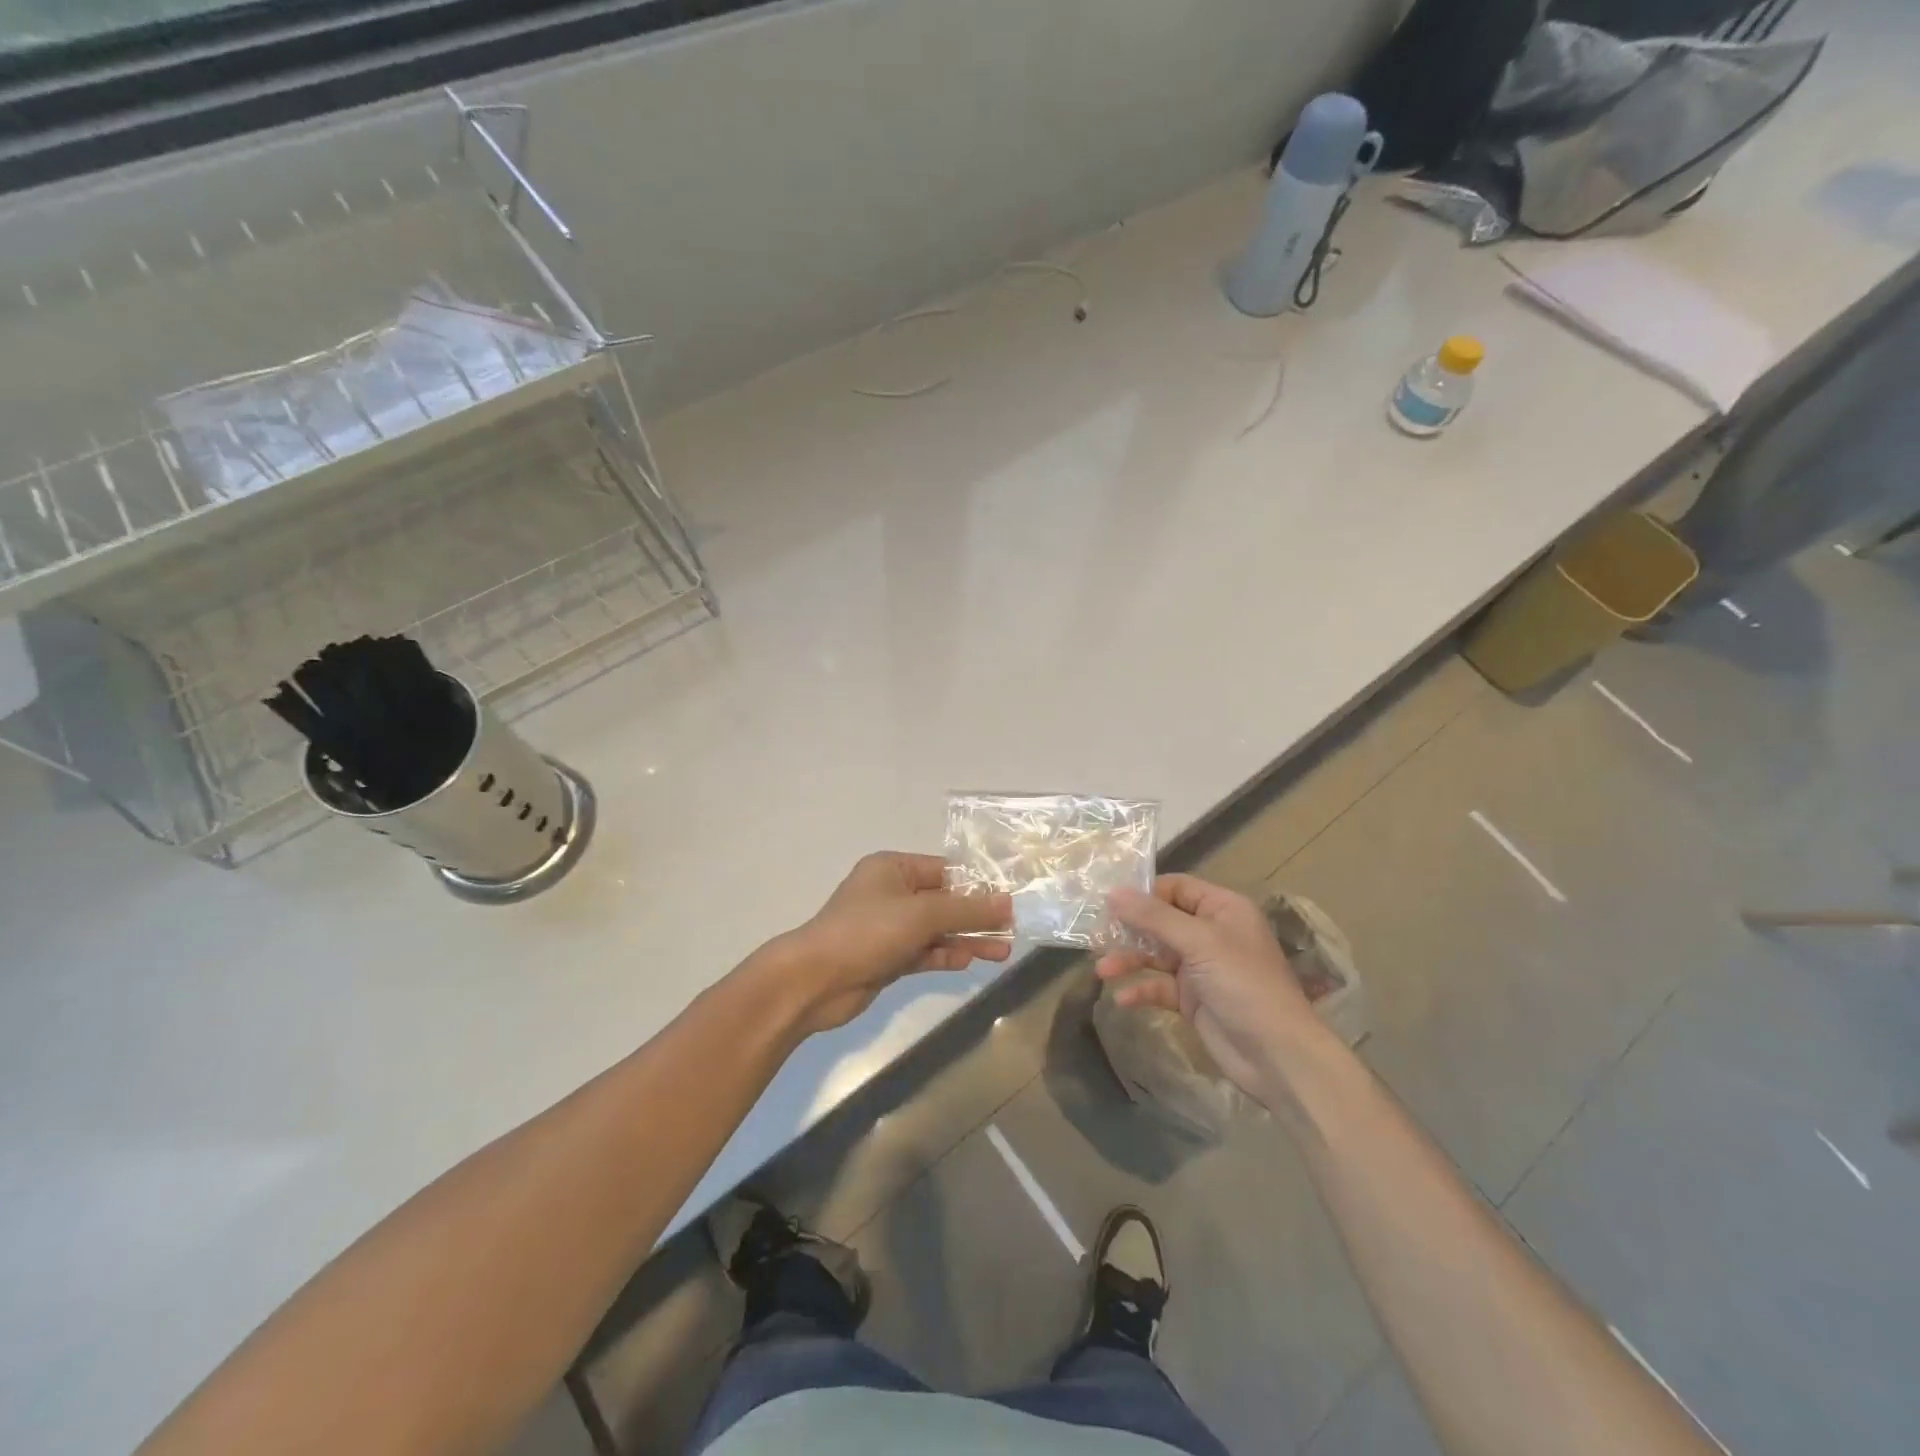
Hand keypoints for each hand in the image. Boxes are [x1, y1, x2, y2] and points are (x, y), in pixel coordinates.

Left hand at [768, 852, 1012, 1034]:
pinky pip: (924, 951)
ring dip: (966, 938)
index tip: (1011, 899)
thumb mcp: (922, 914)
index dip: (978, 885)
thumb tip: (1007, 903)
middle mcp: (891, 893)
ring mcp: (888, 927)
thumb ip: (967, 909)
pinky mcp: (887, 957)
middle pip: (944, 901)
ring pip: (937, 929)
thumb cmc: (867, 932)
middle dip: (976, 916)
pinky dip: (945, 954)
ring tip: (1002, 952)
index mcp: (893, 868)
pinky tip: (969, 960)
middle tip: (1012, 929)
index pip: (945, 871)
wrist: (814, 981)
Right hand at [1096, 874, 1322, 1102]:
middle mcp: (1211, 933)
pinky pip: (1159, 986)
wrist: (1277, 1055)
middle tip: (1095, 935)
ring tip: (1102, 970)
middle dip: (1129, 928)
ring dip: (1129, 960)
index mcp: (1222, 909)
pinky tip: (1121, 999)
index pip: (1175, 887)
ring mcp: (1201, 967)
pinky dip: (1141, 990)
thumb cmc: (1243, 985)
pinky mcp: (1193, 999)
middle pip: (1161, 920)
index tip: (1108, 901)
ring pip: (1156, 954)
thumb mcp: (1199, 942)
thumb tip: (1112, 892)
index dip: (1143, 893)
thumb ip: (1154, 917)